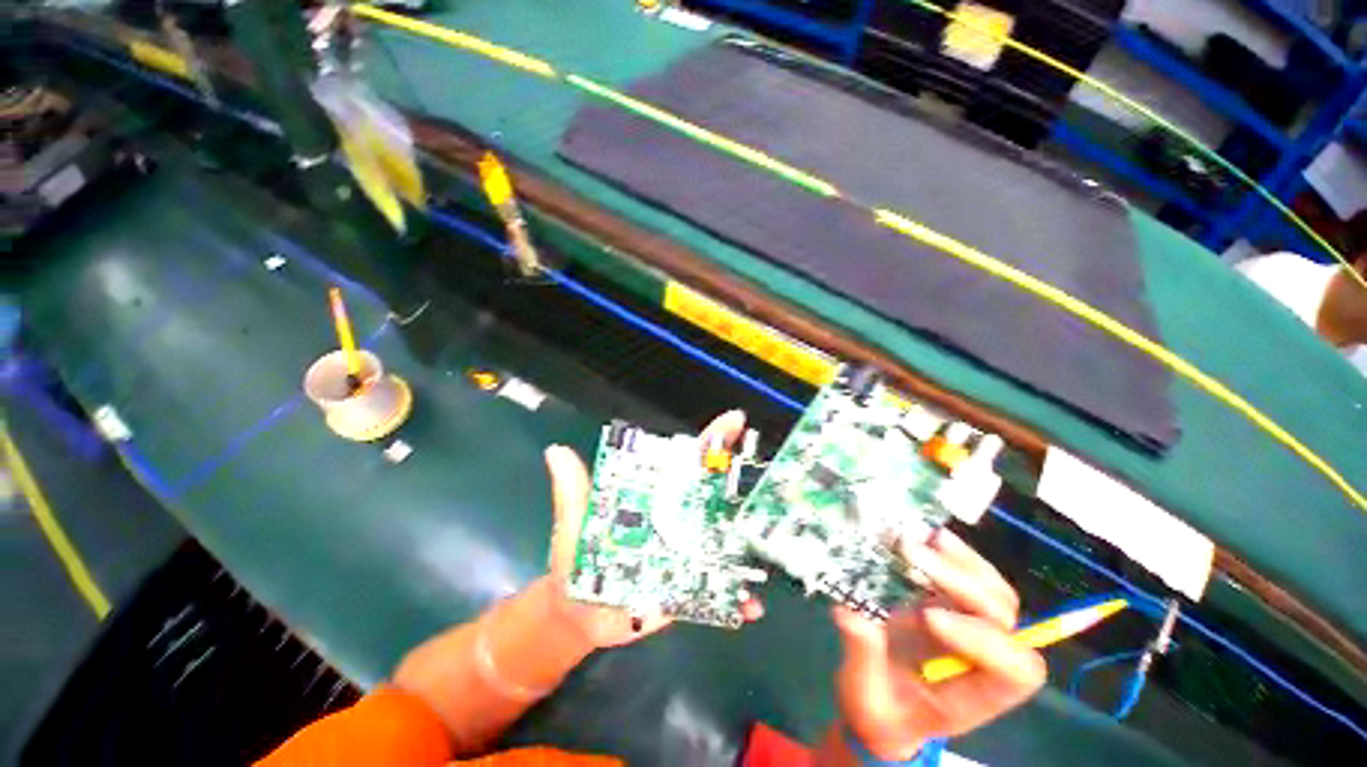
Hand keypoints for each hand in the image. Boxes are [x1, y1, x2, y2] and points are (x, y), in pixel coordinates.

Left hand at [542, 410, 763, 647]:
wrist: (577, 615)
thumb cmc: (576, 561)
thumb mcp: (574, 524)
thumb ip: (571, 492)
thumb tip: (555, 450)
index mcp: (656, 496)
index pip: (687, 461)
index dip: (711, 440)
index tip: (736, 422)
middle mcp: (679, 519)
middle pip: (715, 494)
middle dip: (741, 482)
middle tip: (767, 481)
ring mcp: (687, 553)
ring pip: (725, 540)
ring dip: (748, 543)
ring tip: (768, 547)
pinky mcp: (689, 586)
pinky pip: (718, 588)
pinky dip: (736, 596)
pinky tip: (750, 606)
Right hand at [831, 529, 1045, 759]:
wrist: (884, 710)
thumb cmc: (880, 714)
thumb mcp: (865, 697)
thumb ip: (862, 657)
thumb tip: (847, 613)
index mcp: (976, 695)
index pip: (1012, 670)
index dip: (983, 641)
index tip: (927, 617)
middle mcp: (984, 659)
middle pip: (1002, 618)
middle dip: (961, 583)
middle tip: (912, 553)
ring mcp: (970, 628)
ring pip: (995, 592)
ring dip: (964, 562)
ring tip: (928, 538)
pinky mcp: (950, 606)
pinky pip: (969, 578)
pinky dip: (956, 556)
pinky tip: (931, 536)